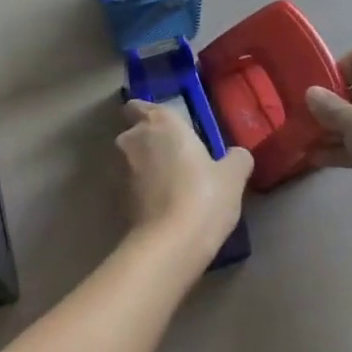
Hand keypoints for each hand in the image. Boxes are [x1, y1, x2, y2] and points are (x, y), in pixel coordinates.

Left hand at [116, 99, 252, 265]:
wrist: (170, 245)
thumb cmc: (203, 196)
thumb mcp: (232, 176)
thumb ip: (236, 158)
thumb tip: (237, 155)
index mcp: (160, 122)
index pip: (139, 105)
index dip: (147, 114)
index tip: (167, 130)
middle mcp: (133, 139)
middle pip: (134, 133)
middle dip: (149, 143)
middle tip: (175, 160)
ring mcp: (119, 170)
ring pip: (129, 161)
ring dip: (144, 169)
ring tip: (171, 189)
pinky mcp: (114, 200)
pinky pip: (128, 188)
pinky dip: (141, 193)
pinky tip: (162, 209)